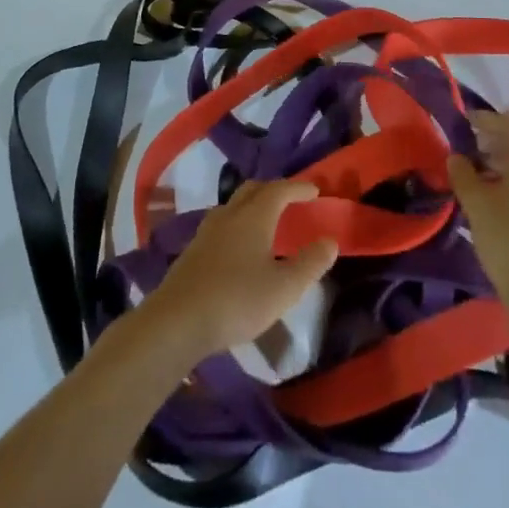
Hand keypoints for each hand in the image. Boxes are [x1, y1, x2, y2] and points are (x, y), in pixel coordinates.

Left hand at [139, 180, 338, 361]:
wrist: (178, 320)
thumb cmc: (237, 300)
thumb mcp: (284, 288)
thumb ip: (310, 263)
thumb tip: (330, 241)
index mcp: (254, 216)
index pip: (279, 190)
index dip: (298, 188)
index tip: (314, 190)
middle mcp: (230, 215)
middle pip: (253, 190)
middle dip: (274, 190)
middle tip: (291, 201)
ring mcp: (208, 231)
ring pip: (234, 205)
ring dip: (253, 205)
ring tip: (266, 222)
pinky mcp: (193, 250)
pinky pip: (222, 224)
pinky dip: (238, 224)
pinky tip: (240, 247)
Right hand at [447, 111, 508, 309]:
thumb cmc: (508, 240)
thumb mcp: (476, 203)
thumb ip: (463, 173)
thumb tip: (456, 157)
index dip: (484, 120)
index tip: (463, 120)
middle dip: (496, 141)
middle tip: (470, 147)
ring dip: (508, 161)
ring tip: (481, 172)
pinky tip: (502, 196)